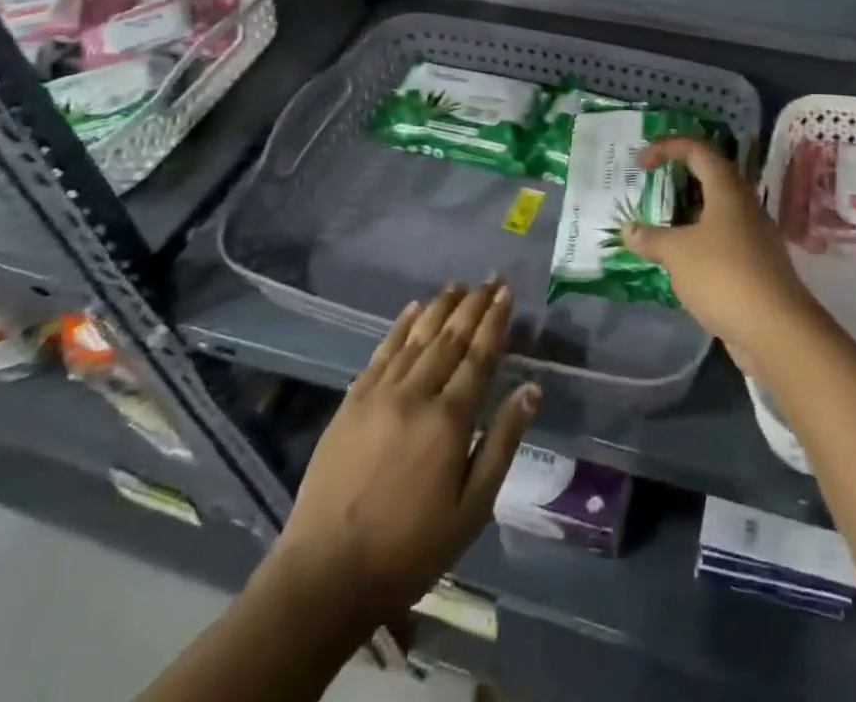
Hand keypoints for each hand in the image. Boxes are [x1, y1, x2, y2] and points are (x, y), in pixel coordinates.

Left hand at [275, 280, 539, 622]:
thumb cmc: (409, 549)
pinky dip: (399, 327)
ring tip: (458, 285)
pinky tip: (412, 310)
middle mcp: (416, 394)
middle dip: (473, 306)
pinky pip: (381, 352)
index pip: (479, 356)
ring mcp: (379, 395)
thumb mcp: (472, 509)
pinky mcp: (351, 403)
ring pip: (417, 337)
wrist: (324, 576)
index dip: (495, 322)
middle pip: (450, 338)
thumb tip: (531, 388)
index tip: (506, 293)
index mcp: (449, 420)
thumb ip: (502, 442)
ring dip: (440, 308)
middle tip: (489, 279)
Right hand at [622, 138, 821, 366]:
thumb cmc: (723, 275)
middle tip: (650, 190)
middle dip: (678, 179)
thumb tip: (629, 230)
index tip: (640, 164)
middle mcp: (744, 205)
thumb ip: (651, 238)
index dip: (667, 148)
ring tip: (659, 226)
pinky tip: (680, 262)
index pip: (697, 150)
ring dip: (688, 214)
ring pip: (716, 212)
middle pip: (710, 178)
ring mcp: (754, 236)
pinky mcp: (755, 265)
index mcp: (727, 190)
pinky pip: (722, 240)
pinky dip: (698, 242)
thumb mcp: (677, 253)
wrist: (776, 330)